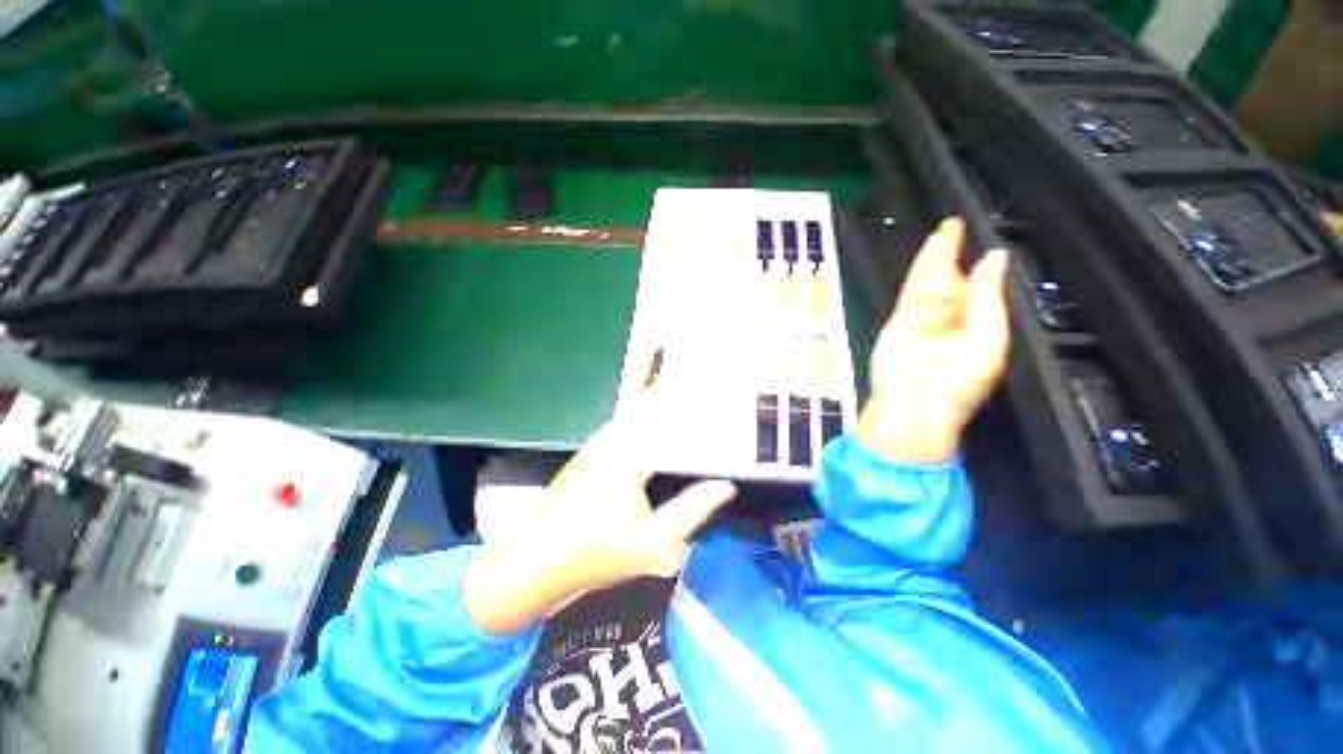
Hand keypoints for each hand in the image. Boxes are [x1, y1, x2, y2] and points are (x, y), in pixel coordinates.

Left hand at [463, 392, 737, 634]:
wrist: (537, 558)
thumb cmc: (597, 553)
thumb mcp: (653, 542)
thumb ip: (691, 510)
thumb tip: (724, 486)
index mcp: (632, 457)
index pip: (671, 417)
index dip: (695, 402)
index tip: (715, 392)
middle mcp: (615, 440)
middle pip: (654, 405)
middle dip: (680, 394)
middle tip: (708, 390)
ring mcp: (599, 441)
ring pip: (637, 411)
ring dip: (661, 402)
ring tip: (689, 399)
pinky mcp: (591, 448)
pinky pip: (625, 421)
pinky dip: (644, 415)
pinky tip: (657, 421)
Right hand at [857, 217, 1010, 463]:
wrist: (915, 406)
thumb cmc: (959, 383)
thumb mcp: (987, 339)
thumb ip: (987, 298)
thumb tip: (993, 259)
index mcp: (974, 329)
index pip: (977, 294)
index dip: (979, 270)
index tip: (983, 246)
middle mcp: (948, 322)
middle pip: (951, 283)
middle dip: (953, 257)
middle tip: (956, 227)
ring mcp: (922, 319)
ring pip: (930, 282)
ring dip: (937, 256)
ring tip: (946, 229)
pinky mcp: (899, 320)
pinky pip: (913, 290)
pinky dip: (920, 269)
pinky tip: (930, 249)